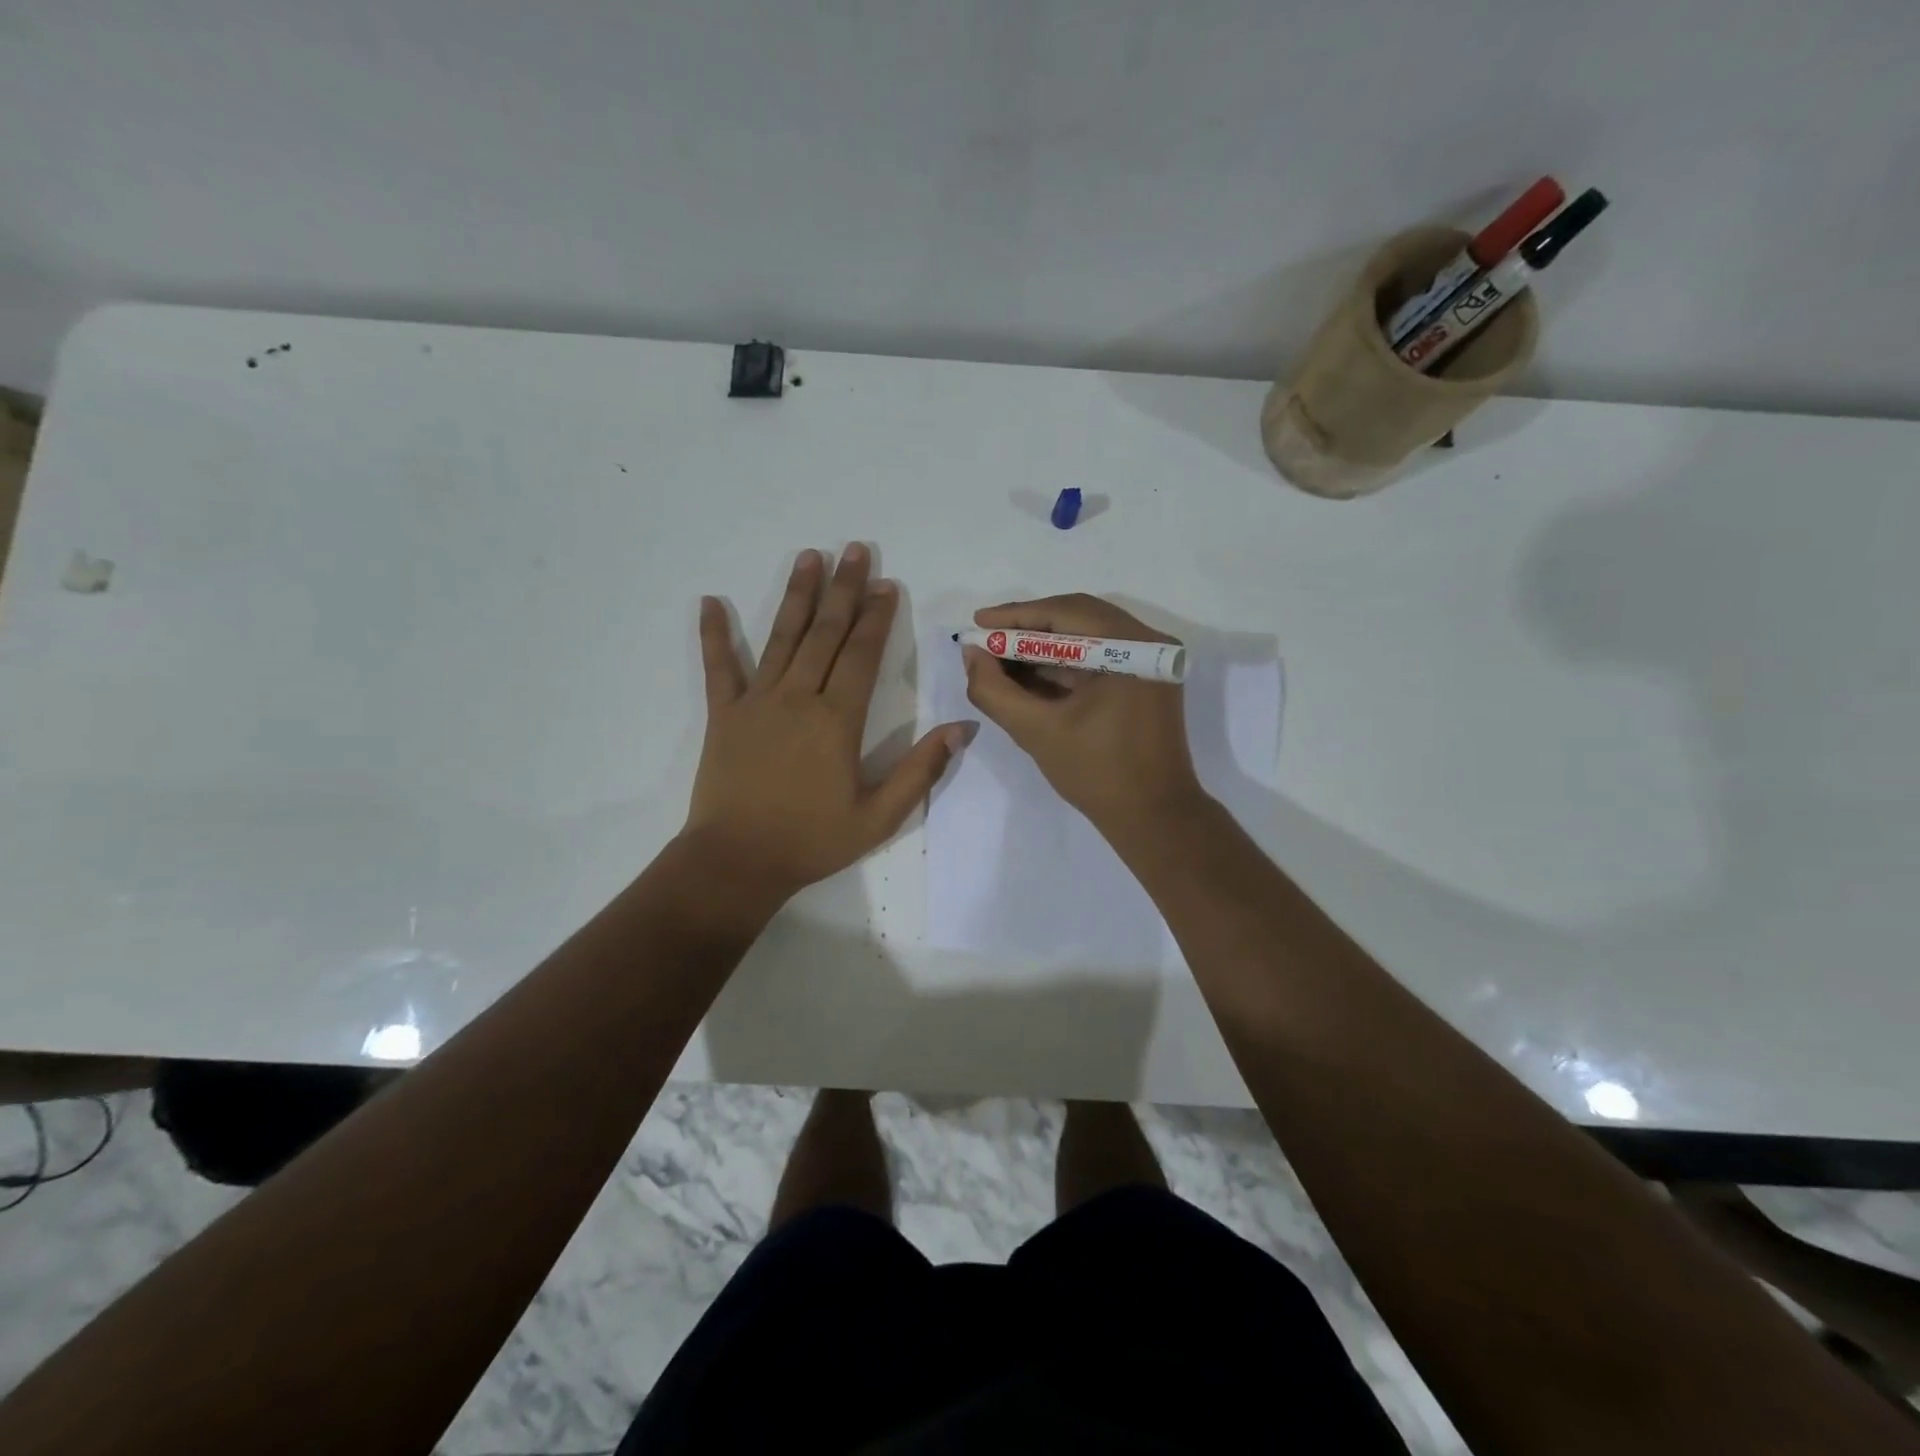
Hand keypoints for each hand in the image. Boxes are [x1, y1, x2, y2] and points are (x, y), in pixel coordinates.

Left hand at [684, 545, 970, 903]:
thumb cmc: (812, 840)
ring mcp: (756, 702)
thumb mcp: (879, 816)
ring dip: (797, 596)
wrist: (737, 862)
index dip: (877, 618)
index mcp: (836, 720)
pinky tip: (710, 601)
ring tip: (809, 557)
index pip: (861, 655)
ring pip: (781, 638)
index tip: (887, 585)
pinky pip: (718, 668)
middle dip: (843, 590)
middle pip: (825, 633)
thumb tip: (962, 728)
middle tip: (854, 549)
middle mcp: (797, 698)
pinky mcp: (723, 715)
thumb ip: (920, 770)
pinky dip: (714, 634)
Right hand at [962, 593, 1207, 837]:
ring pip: (1086, 638)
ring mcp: (1150, 663)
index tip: (977, 623)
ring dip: (1042, 648)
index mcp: (1131, 647)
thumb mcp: (1036, 731)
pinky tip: (1027, 675)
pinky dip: (1062, 665)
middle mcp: (1147, 643)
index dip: (1016, 616)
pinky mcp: (1145, 682)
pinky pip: (1098, 659)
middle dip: (1027, 630)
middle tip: (986, 640)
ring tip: (999, 659)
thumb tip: (972, 654)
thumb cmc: (1097, 773)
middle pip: (1077, 618)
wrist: (1153, 818)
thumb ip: (995, 690)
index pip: (1065, 613)